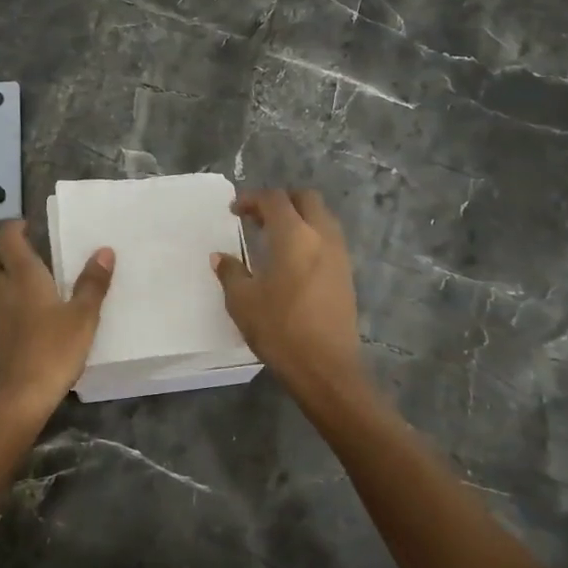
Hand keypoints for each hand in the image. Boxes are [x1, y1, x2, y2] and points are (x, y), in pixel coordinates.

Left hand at [0, 221, 114, 423]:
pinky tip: (12, 324)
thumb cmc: (52, 352)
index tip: (27, 228)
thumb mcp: (82, 318)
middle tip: (16, 260)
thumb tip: (105, 250)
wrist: (14, 401)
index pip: (6, 238)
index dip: (13, 228)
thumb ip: (92, 284)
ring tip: (16, 289)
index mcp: (21, 276)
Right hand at [213, 189, 368, 407]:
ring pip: (321, 217)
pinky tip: (292, 260)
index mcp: (294, 236)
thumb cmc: (280, 329)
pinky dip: (310, 237)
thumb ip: (230, 273)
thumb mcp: (243, 301)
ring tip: (273, 238)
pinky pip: (328, 239)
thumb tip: (221, 257)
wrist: (326, 368)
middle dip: (280, 201)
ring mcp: (339, 255)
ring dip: (298, 218)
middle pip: (306, 199)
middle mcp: (321, 236)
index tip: (234, 210)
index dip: (252, 199)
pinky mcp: (346, 274)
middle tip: (257, 218)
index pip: (274, 199)